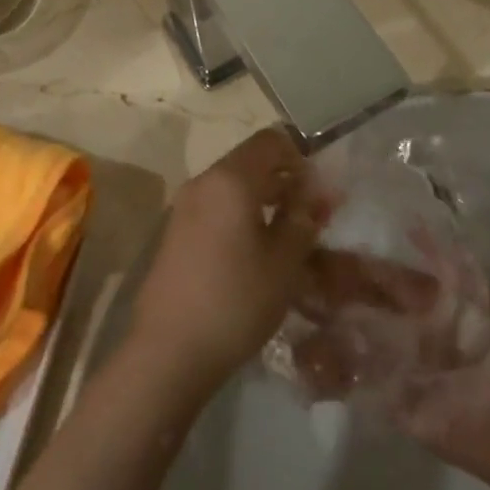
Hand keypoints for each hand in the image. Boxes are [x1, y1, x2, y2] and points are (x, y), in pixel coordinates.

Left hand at [125, 129, 330, 404]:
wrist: (168, 349)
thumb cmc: (236, 300)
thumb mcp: (284, 262)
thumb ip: (304, 218)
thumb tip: (320, 191)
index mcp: (230, 179)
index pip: (271, 140)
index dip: (300, 156)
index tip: (319, 190)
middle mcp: (203, 181)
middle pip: (250, 160)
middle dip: (284, 179)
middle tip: (311, 216)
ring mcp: (184, 205)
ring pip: (233, 184)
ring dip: (263, 197)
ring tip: (288, 235)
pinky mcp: (175, 230)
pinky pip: (216, 205)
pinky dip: (240, 213)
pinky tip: (255, 251)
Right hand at [295, 253, 489, 489]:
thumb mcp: (485, 296)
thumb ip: (450, 262)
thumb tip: (414, 219)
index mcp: (424, 303)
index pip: (378, 277)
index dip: (349, 264)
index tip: (314, 249)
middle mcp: (403, 330)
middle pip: (356, 307)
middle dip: (325, 294)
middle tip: (290, 280)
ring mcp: (392, 366)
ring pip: (347, 343)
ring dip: (318, 332)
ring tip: (287, 318)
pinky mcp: (389, 403)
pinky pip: (352, 386)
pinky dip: (326, 377)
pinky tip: (299, 364)